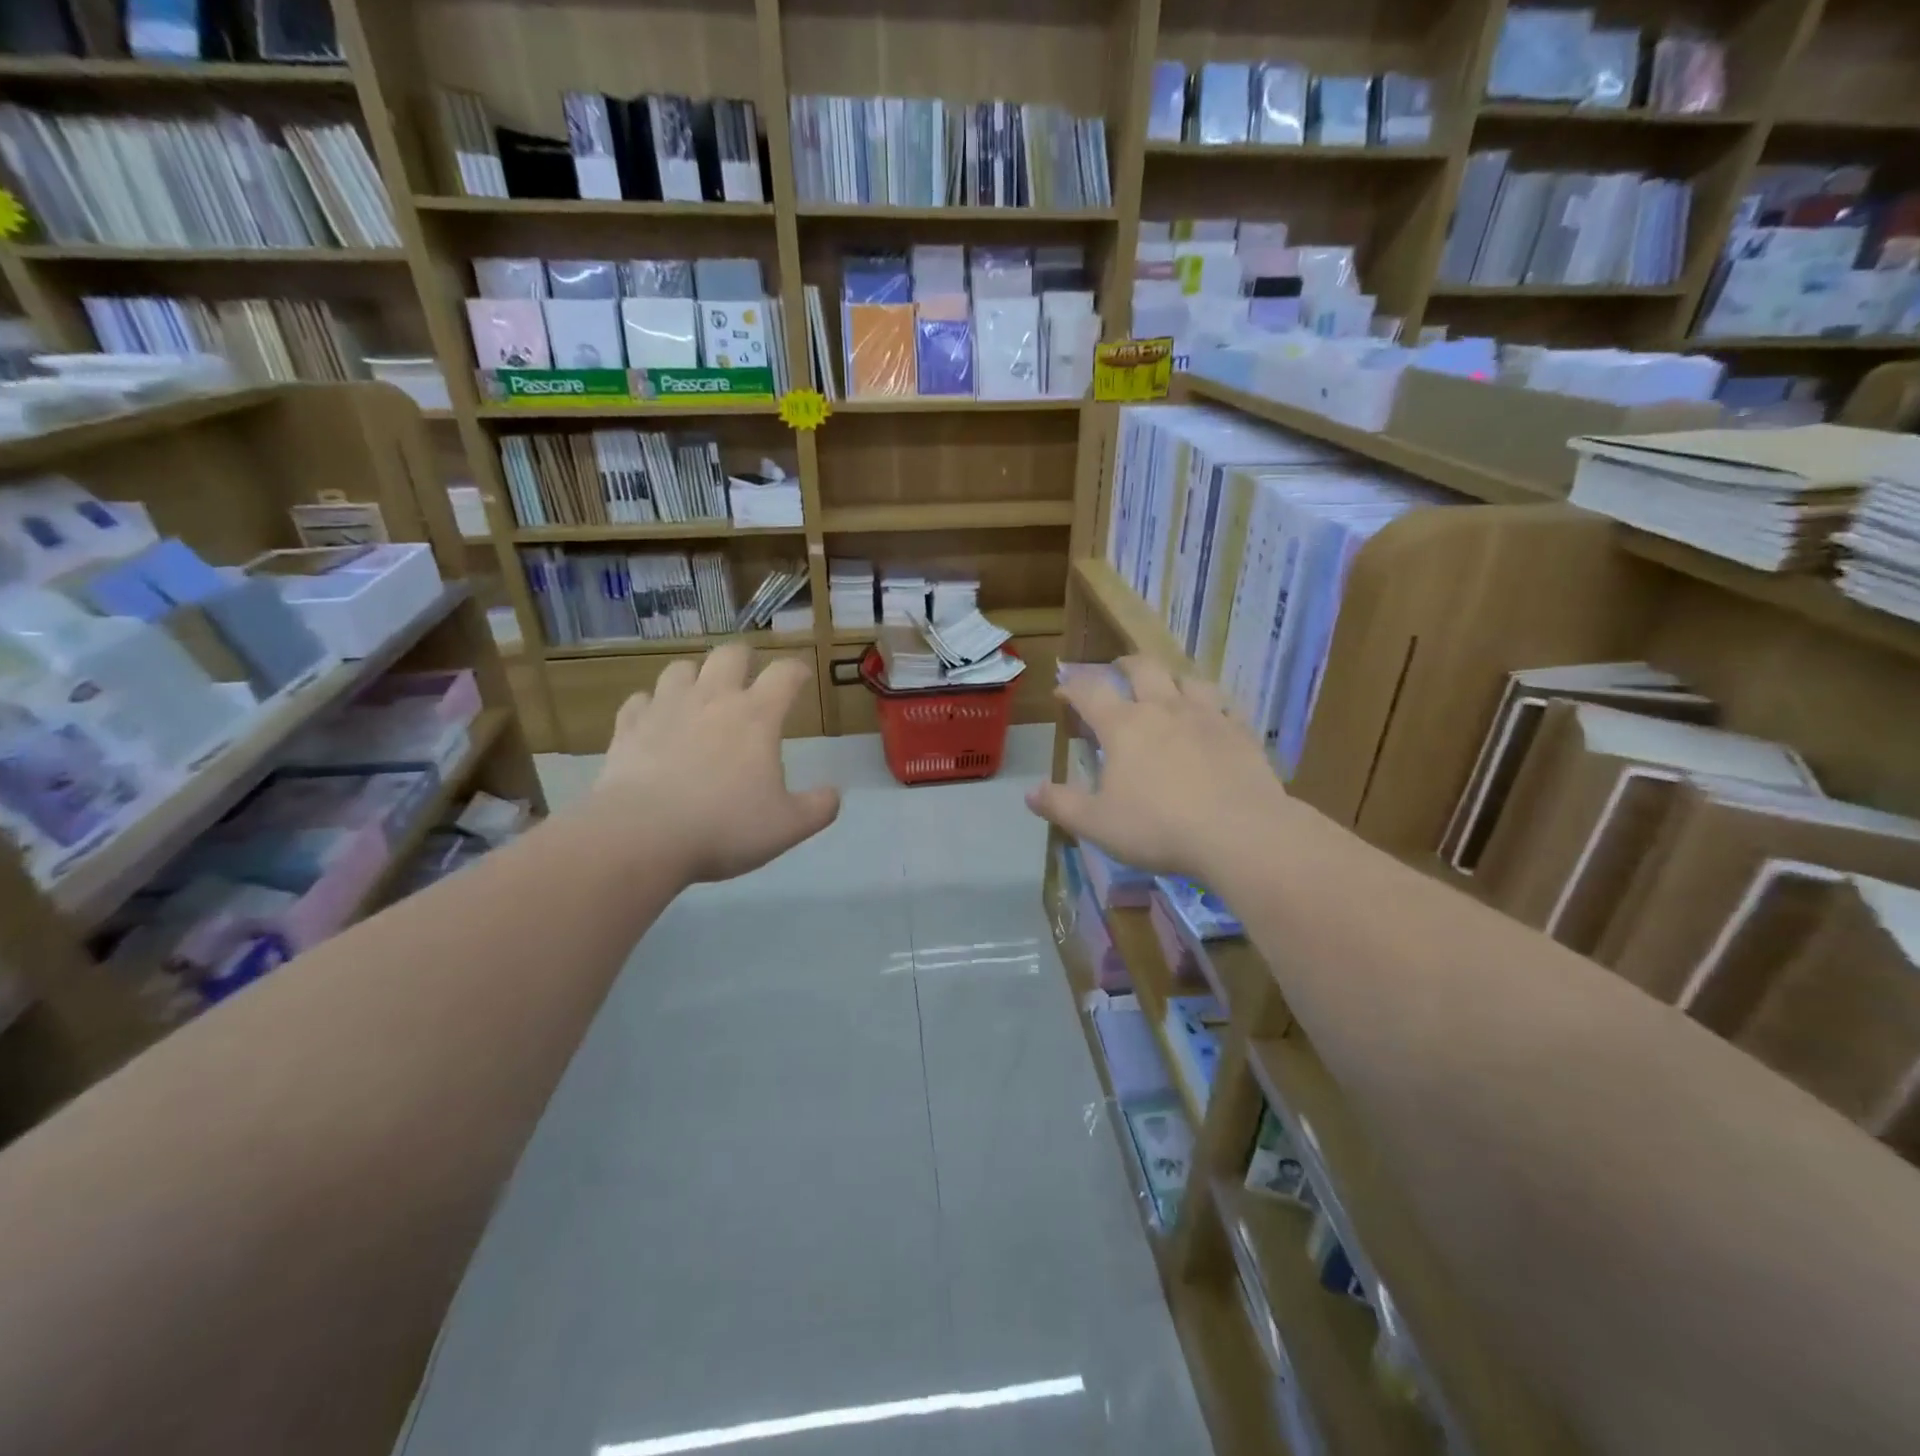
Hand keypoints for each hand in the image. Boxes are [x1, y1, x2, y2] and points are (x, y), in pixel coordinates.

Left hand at [588, 645, 840, 882]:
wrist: (641, 836)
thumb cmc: (724, 827)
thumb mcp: (788, 827)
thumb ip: (818, 808)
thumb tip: (833, 794)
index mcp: (756, 716)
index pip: (785, 673)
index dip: (797, 670)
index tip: (802, 678)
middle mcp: (712, 699)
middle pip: (730, 654)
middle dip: (745, 659)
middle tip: (750, 677)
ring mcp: (665, 708)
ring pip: (681, 668)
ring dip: (695, 676)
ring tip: (700, 696)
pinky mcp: (628, 727)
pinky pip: (640, 700)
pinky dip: (651, 705)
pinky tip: (656, 722)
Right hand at [1026, 657, 1296, 882]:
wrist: (1240, 834)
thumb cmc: (1159, 828)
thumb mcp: (1097, 824)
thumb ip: (1061, 805)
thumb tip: (1030, 792)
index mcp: (1124, 726)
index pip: (1090, 692)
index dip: (1072, 686)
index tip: (1063, 691)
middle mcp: (1164, 709)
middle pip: (1143, 668)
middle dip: (1125, 665)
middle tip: (1117, 671)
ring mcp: (1207, 717)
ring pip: (1188, 679)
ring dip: (1172, 679)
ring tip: (1168, 689)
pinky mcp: (1241, 733)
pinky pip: (1225, 706)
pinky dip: (1212, 707)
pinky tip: (1214, 720)